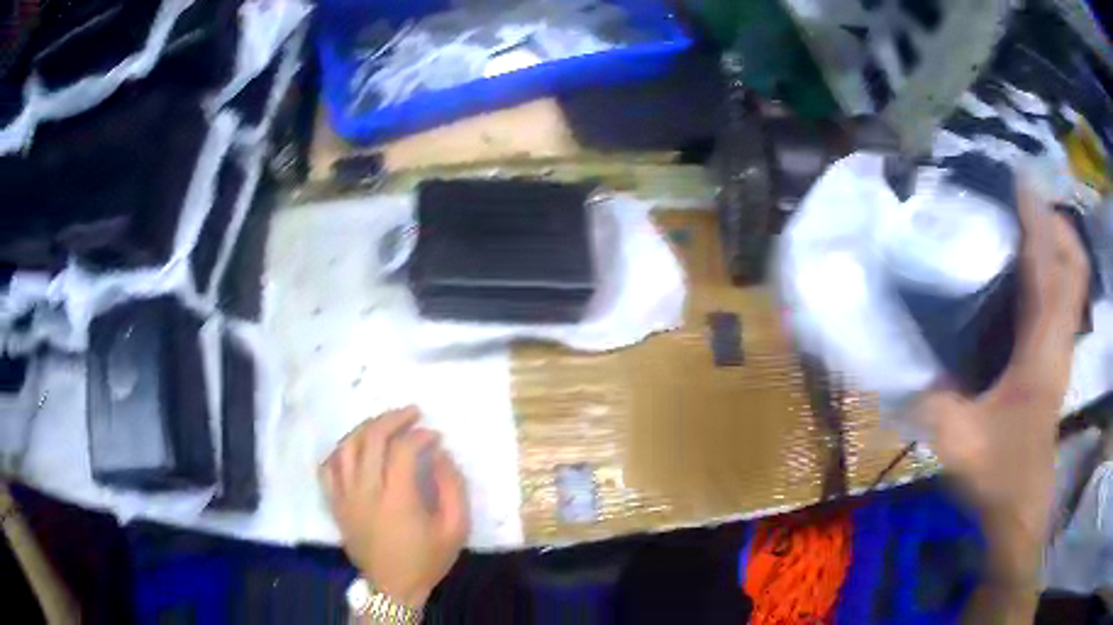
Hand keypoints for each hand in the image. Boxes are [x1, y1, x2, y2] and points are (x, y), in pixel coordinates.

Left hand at [321, 407, 468, 607]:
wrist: (394, 587)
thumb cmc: (427, 559)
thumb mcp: (456, 528)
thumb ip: (453, 488)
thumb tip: (440, 454)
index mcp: (398, 500)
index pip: (402, 450)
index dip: (420, 435)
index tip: (434, 436)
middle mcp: (366, 492)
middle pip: (371, 439)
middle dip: (393, 419)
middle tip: (411, 413)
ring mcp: (345, 497)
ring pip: (346, 447)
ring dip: (365, 428)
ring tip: (383, 424)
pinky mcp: (335, 504)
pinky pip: (327, 468)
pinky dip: (340, 451)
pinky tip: (355, 447)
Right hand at [917, 185, 1088, 584]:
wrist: (1020, 510)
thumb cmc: (998, 475)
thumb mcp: (957, 439)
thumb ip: (928, 396)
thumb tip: (893, 358)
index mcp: (1042, 351)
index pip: (1049, 266)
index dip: (1036, 217)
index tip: (1015, 179)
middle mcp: (1060, 339)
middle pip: (1075, 263)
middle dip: (1055, 221)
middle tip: (1023, 200)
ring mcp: (1063, 348)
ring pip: (1074, 279)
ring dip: (1057, 242)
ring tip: (1026, 224)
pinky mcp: (1058, 358)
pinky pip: (1065, 297)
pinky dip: (1055, 270)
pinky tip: (1029, 273)